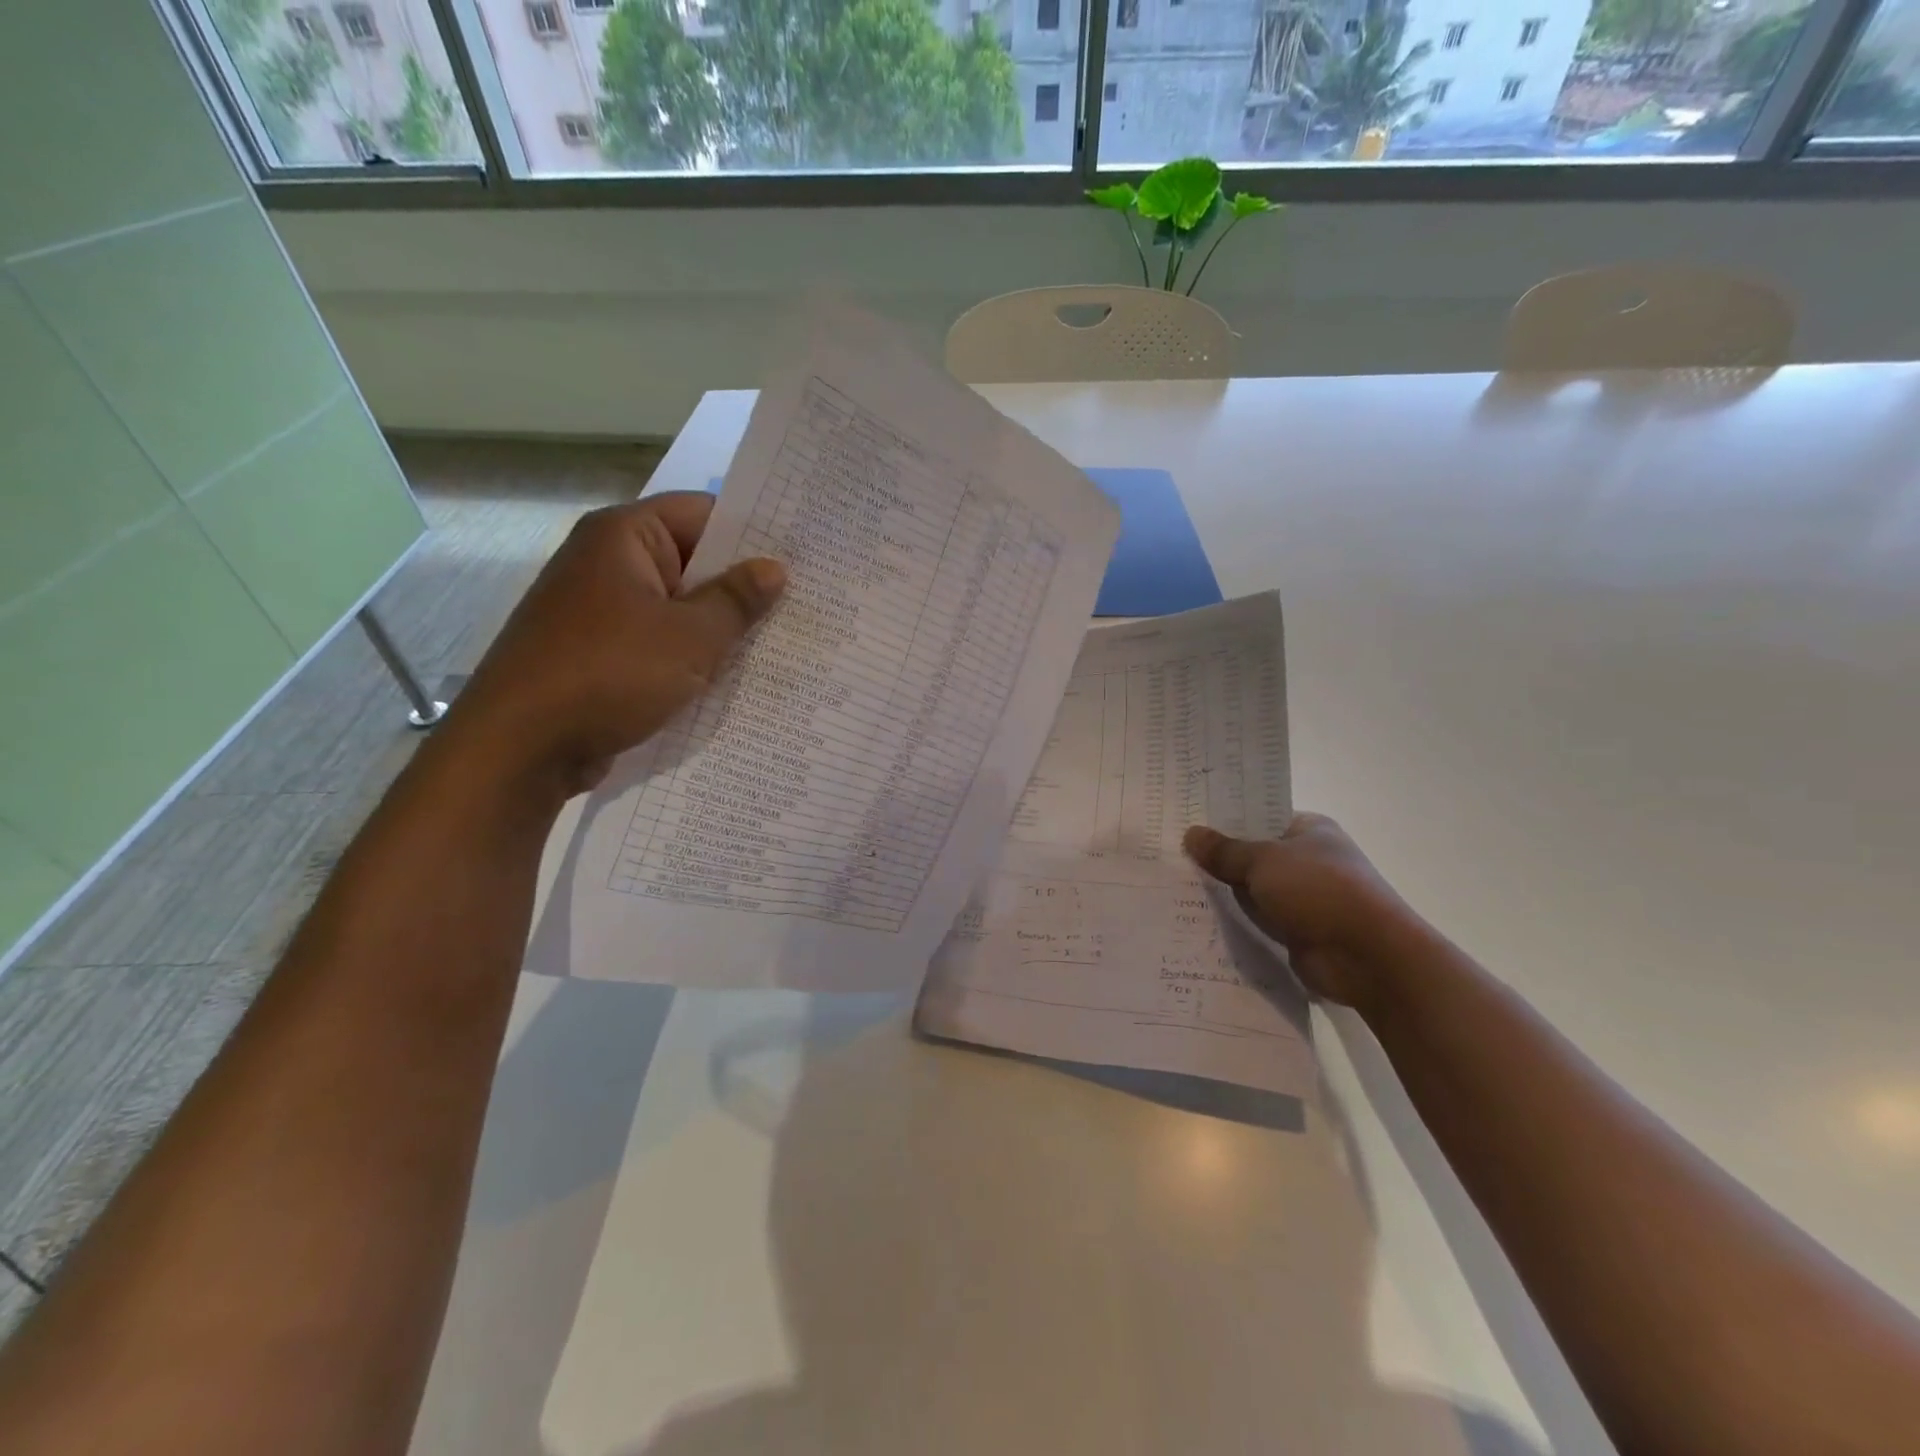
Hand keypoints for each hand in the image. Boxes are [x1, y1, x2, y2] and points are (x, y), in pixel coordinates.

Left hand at [444, 493, 784, 796]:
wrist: (521, 748)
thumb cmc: (609, 674)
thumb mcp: (689, 637)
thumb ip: (736, 601)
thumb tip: (775, 569)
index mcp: (624, 537)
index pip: (703, 512)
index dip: (754, 531)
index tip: (803, 554)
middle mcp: (609, 563)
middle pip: (692, 560)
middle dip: (743, 584)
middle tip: (806, 601)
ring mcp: (602, 610)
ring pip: (679, 606)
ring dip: (721, 625)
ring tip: (784, 639)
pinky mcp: (602, 653)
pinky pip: (661, 641)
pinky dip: (693, 654)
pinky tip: (737, 675)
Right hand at [1182, 813, 1426, 1012]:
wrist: (1367, 956)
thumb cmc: (1318, 890)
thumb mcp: (1263, 860)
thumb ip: (1224, 850)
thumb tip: (1190, 835)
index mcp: (1310, 830)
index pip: (1260, 817)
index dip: (1225, 820)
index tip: (1187, 823)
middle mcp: (1309, 860)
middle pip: (1254, 854)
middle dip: (1219, 858)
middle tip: (1172, 855)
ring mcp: (1306, 898)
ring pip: (1254, 890)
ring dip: (1226, 893)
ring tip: (1175, 886)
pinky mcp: (1299, 932)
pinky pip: (1259, 921)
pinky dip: (1238, 922)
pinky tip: (1199, 919)